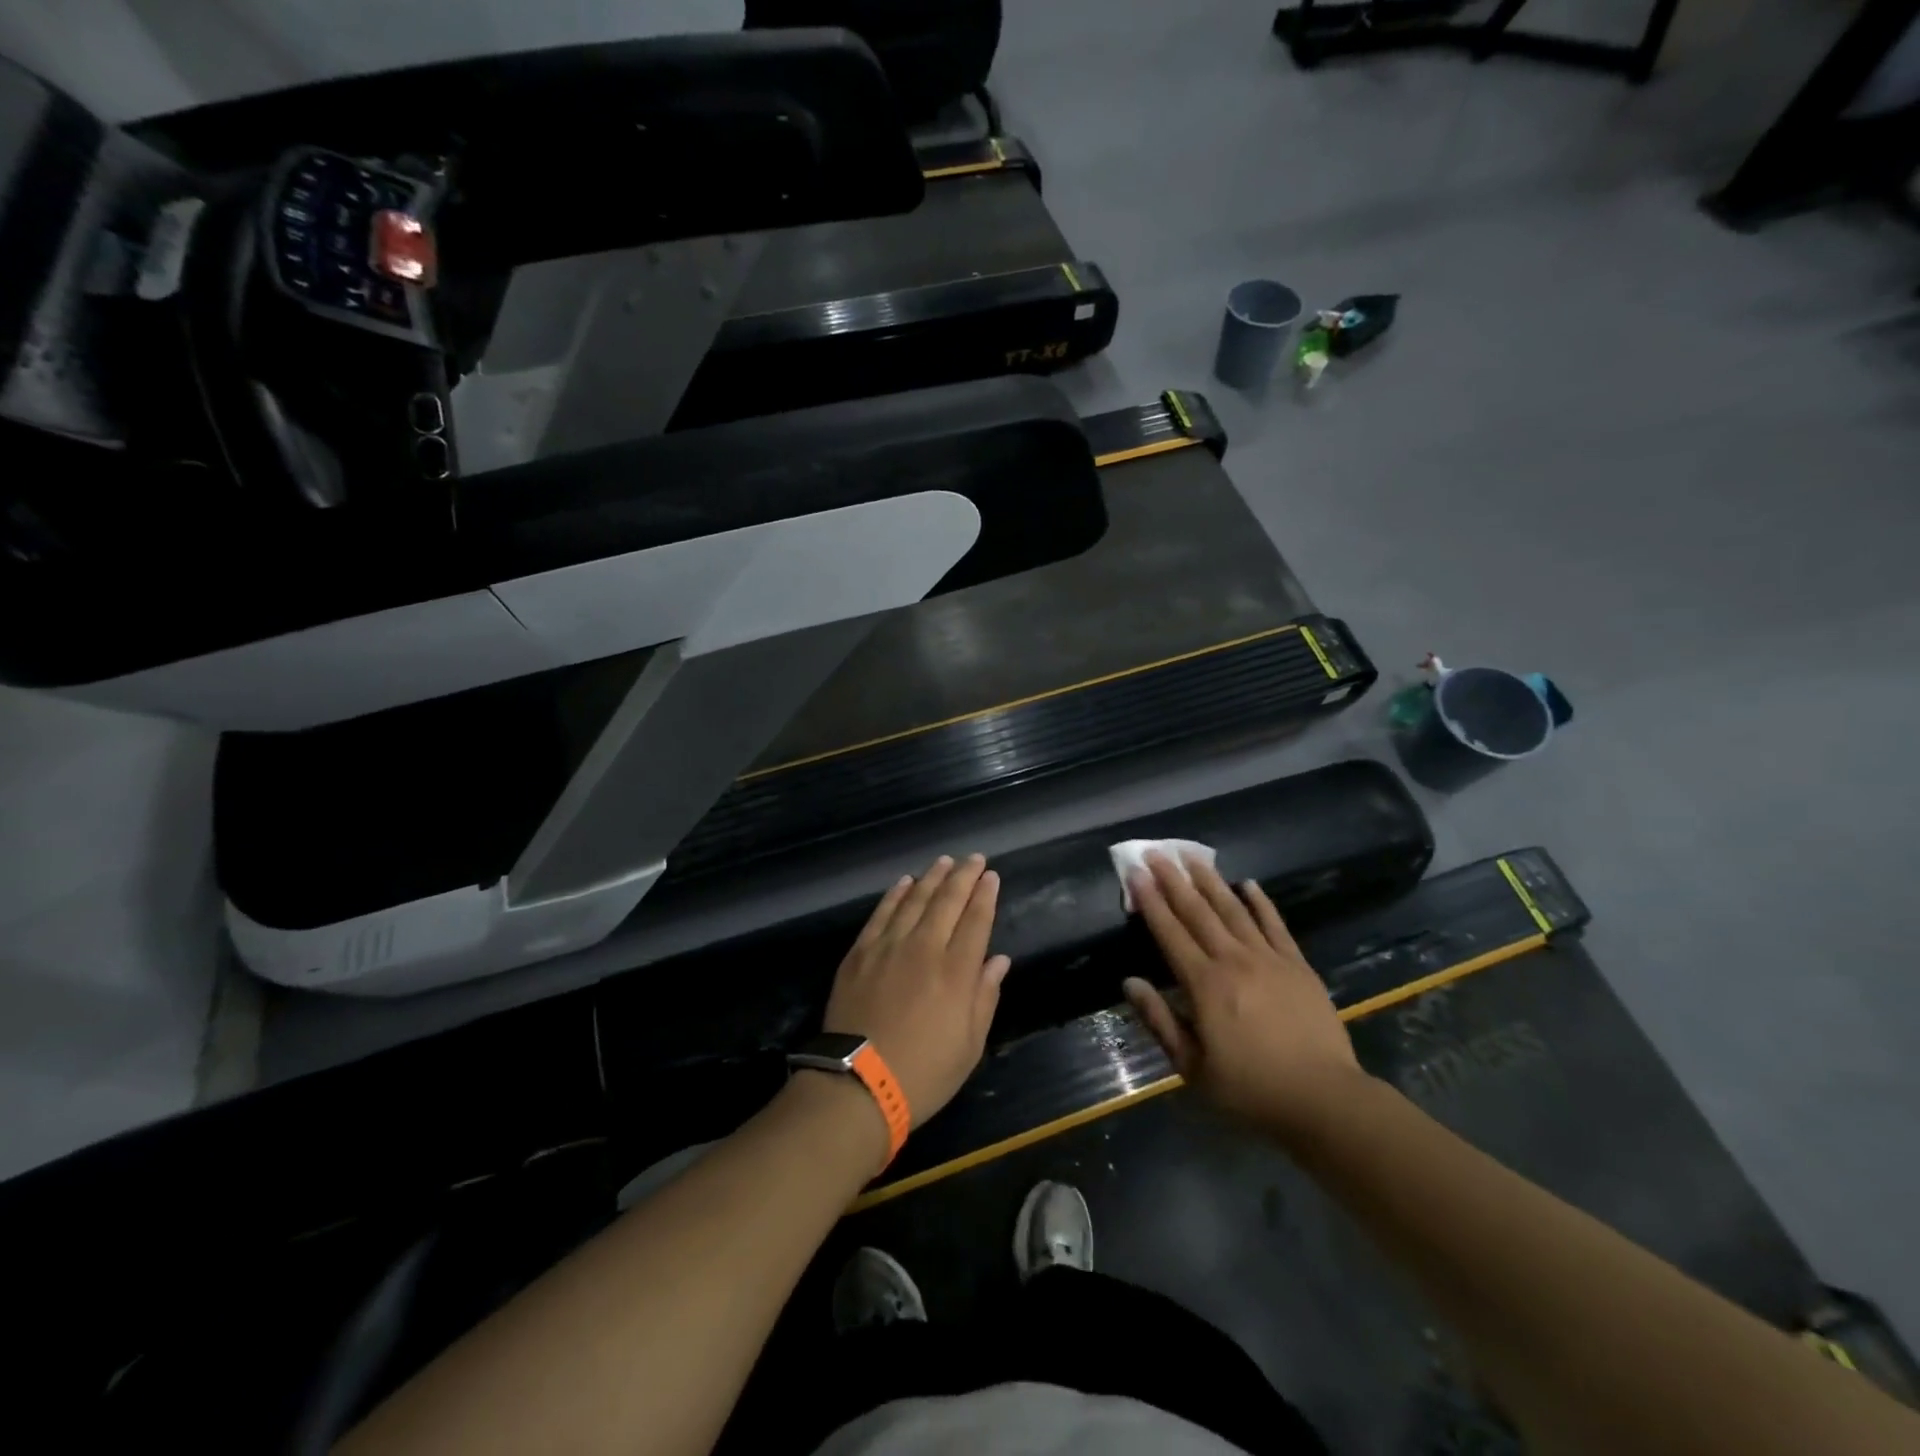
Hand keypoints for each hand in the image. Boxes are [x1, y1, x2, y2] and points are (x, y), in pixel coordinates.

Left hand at [823, 855, 1011, 1128]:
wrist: (857, 1085)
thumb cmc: (923, 1072)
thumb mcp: (969, 1045)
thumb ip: (985, 996)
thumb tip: (998, 960)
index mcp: (956, 971)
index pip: (976, 920)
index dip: (985, 895)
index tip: (991, 876)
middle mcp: (924, 948)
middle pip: (947, 900)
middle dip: (963, 876)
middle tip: (974, 858)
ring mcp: (888, 946)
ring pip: (914, 899)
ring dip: (931, 877)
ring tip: (944, 861)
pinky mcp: (860, 953)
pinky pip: (881, 913)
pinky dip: (895, 894)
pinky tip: (904, 882)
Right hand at [1123, 852, 1366, 1140]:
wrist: (1323, 1100)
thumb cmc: (1250, 1089)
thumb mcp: (1192, 1067)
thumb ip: (1160, 1021)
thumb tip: (1130, 982)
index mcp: (1204, 985)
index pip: (1170, 932)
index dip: (1150, 901)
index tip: (1135, 873)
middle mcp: (1233, 961)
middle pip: (1198, 912)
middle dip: (1174, 880)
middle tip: (1156, 852)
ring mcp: (1269, 959)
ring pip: (1233, 910)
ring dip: (1210, 881)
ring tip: (1193, 856)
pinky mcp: (1297, 966)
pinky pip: (1275, 925)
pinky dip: (1260, 902)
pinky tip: (1248, 884)